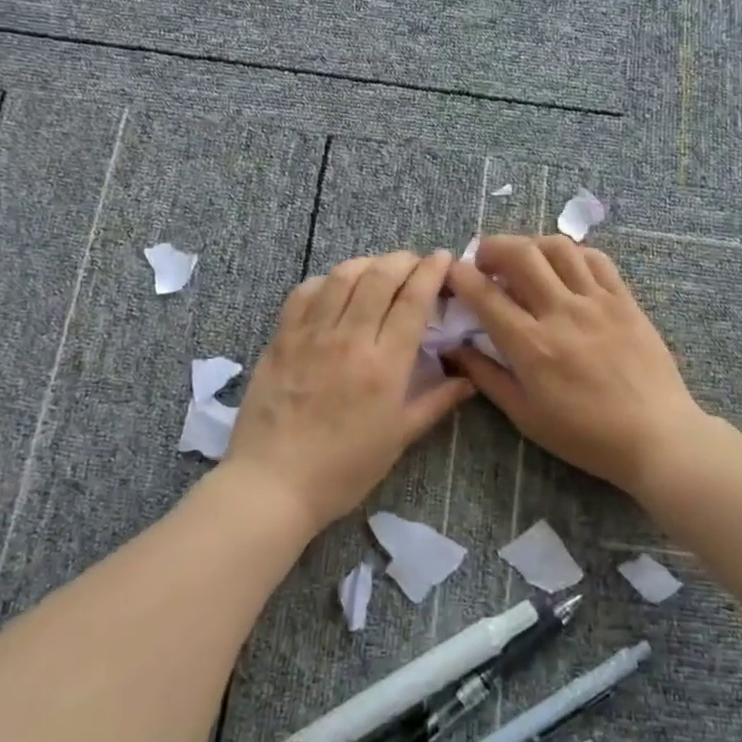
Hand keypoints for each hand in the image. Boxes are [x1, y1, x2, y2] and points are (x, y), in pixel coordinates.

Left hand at [225, 250, 474, 531]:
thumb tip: (469, 379)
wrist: (273, 484)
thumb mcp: (398, 438)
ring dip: (368, 263)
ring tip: (380, 269)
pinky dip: (327, 280)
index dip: (432, 271)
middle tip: (416, 263)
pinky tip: (336, 288)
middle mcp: (349, 338)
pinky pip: (305, 292)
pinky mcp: (281, 338)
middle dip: (404, 260)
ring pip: (343, 275)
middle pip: (380, 276)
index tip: (443, 258)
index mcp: (384, 364)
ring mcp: (311, 334)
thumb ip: (436, 402)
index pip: (413, 299)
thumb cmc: (343, 469)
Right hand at [444, 235, 706, 495]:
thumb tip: (455, 349)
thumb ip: (487, 377)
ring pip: (559, 247)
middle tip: (484, 261)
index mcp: (532, 346)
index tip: (452, 273)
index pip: (486, 295)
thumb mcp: (525, 415)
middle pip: (521, 255)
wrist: (656, 437)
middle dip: (492, 247)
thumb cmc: (585, 435)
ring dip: (531, 245)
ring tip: (524, 261)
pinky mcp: (625, 300)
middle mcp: (562, 313)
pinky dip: (572, 253)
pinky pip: (596, 259)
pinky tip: (564, 267)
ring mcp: (597, 302)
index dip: (461, 276)